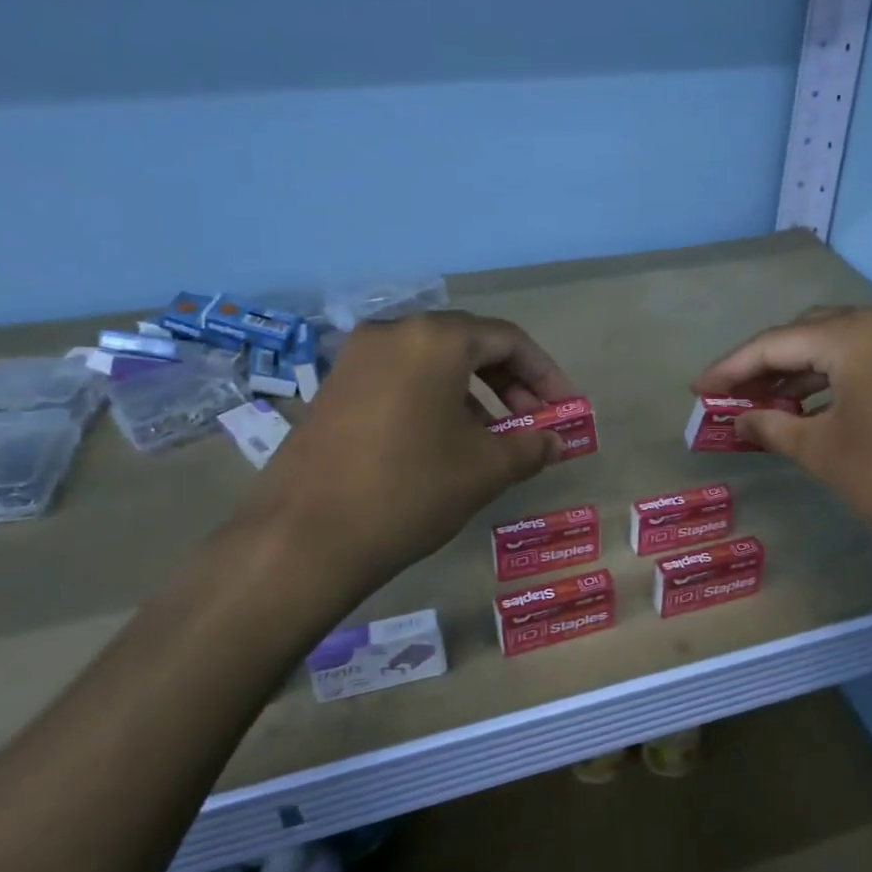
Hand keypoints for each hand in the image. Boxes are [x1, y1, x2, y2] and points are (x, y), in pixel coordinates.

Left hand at [250, 311, 575, 595]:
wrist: (304, 538)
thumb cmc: (411, 490)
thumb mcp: (485, 469)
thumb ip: (531, 446)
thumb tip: (556, 441)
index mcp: (435, 339)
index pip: (508, 340)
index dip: (546, 374)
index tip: (567, 409)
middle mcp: (394, 333)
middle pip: (469, 345)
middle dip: (512, 383)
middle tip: (535, 423)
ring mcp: (357, 359)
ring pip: (433, 363)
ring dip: (475, 394)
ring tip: (495, 439)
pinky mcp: (335, 388)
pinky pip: (401, 380)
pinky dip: (436, 400)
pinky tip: (446, 442)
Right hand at [693, 306, 871, 576]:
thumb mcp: (825, 453)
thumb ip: (773, 427)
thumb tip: (739, 419)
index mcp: (855, 335)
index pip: (774, 342)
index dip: (731, 367)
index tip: (699, 389)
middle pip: (807, 333)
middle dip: (765, 364)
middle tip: (732, 395)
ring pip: (840, 344)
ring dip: (800, 371)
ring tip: (767, 403)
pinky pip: (869, 358)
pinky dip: (835, 377)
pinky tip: (817, 406)